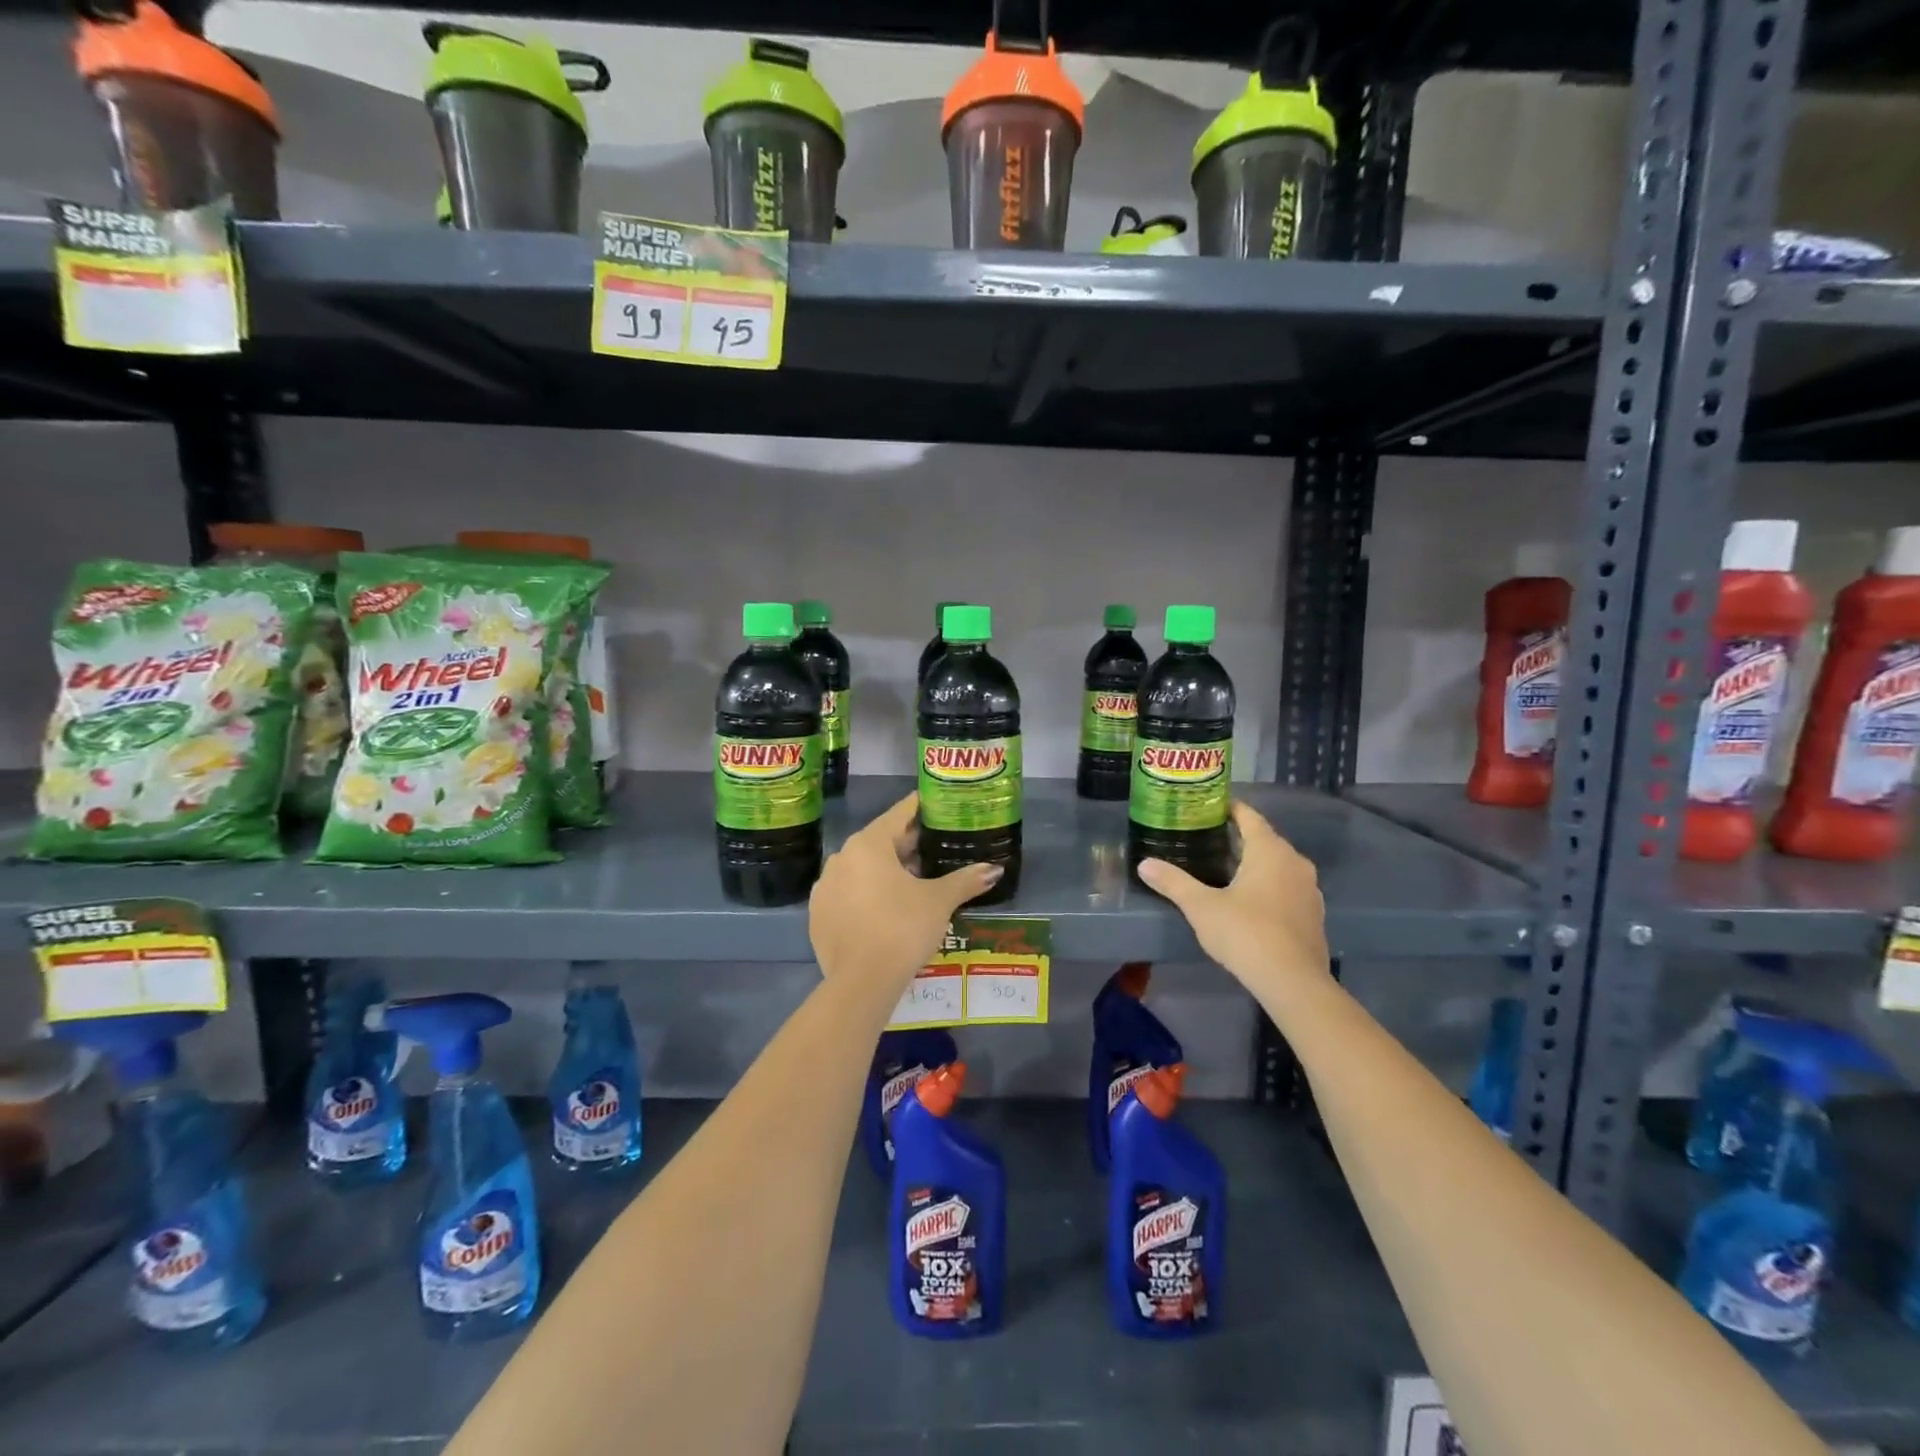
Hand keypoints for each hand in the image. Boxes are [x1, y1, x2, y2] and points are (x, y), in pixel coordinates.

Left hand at [809, 793, 1001, 992]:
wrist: (861, 982)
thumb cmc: (903, 928)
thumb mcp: (939, 901)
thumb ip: (966, 880)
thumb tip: (995, 869)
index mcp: (868, 844)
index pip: (899, 814)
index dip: (922, 808)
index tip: (939, 806)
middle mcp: (841, 858)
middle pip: (880, 841)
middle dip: (908, 846)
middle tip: (937, 850)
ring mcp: (825, 887)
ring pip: (863, 869)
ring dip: (887, 872)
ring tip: (916, 883)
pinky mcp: (819, 915)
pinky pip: (849, 894)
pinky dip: (868, 895)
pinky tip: (888, 910)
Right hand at [1138, 801, 1328, 994]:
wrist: (1293, 982)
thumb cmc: (1245, 933)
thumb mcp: (1201, 906)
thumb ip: (1173, 882)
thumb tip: (1143, 864)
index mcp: (1270, 851)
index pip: (1250, 817)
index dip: (1229, 809)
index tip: (1208, 806)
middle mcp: (1295, 862)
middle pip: (1265, 840)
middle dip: (1238, 838)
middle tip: (1207, 839)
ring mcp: (1309, 890)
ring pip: (1278, 866)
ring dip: (1255, 864)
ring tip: (1225, 870)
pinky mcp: (1313, 915)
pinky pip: (1287, 889)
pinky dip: (1268, 887)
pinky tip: (1249, 902)